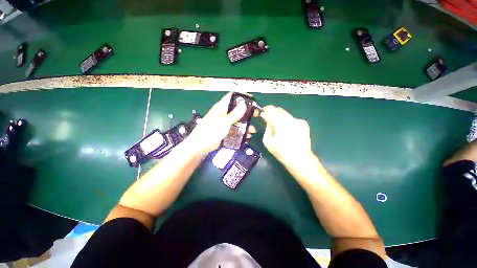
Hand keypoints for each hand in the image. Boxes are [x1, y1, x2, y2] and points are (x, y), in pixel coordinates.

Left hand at [188, 92, 256, 154]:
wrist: (201, 145)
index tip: (252, 99)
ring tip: (253, 129)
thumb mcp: (225, 121)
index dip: (242, 96)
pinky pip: (235, 129)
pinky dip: (241, 131)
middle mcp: (223, 113)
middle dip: (247, 112)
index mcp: (222, 107)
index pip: (232, 96)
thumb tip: (244, 103)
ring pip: (237, 120)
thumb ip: (235, 113)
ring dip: (245, 124)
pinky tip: (247, 135)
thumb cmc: (211, 130)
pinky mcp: (225, 130)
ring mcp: (224, 122)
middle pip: (237, 109)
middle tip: (256, 115)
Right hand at [260, 105, 313, 167]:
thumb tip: (266, 117)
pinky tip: (286, 130)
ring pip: (285, 113)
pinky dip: (286, 121)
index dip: (266, 109)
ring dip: (279, 117)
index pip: (272, 111)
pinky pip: (291, 118)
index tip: (263, 111)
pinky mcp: (304, 123)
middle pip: (279, 110)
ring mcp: (299, 121)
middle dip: (272, 112)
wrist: (300, 159)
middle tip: (269, 119)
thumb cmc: (281, 153)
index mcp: (281, 126)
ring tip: (278, 126)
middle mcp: (291, 120)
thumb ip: (267, 127)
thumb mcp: (268, 141)